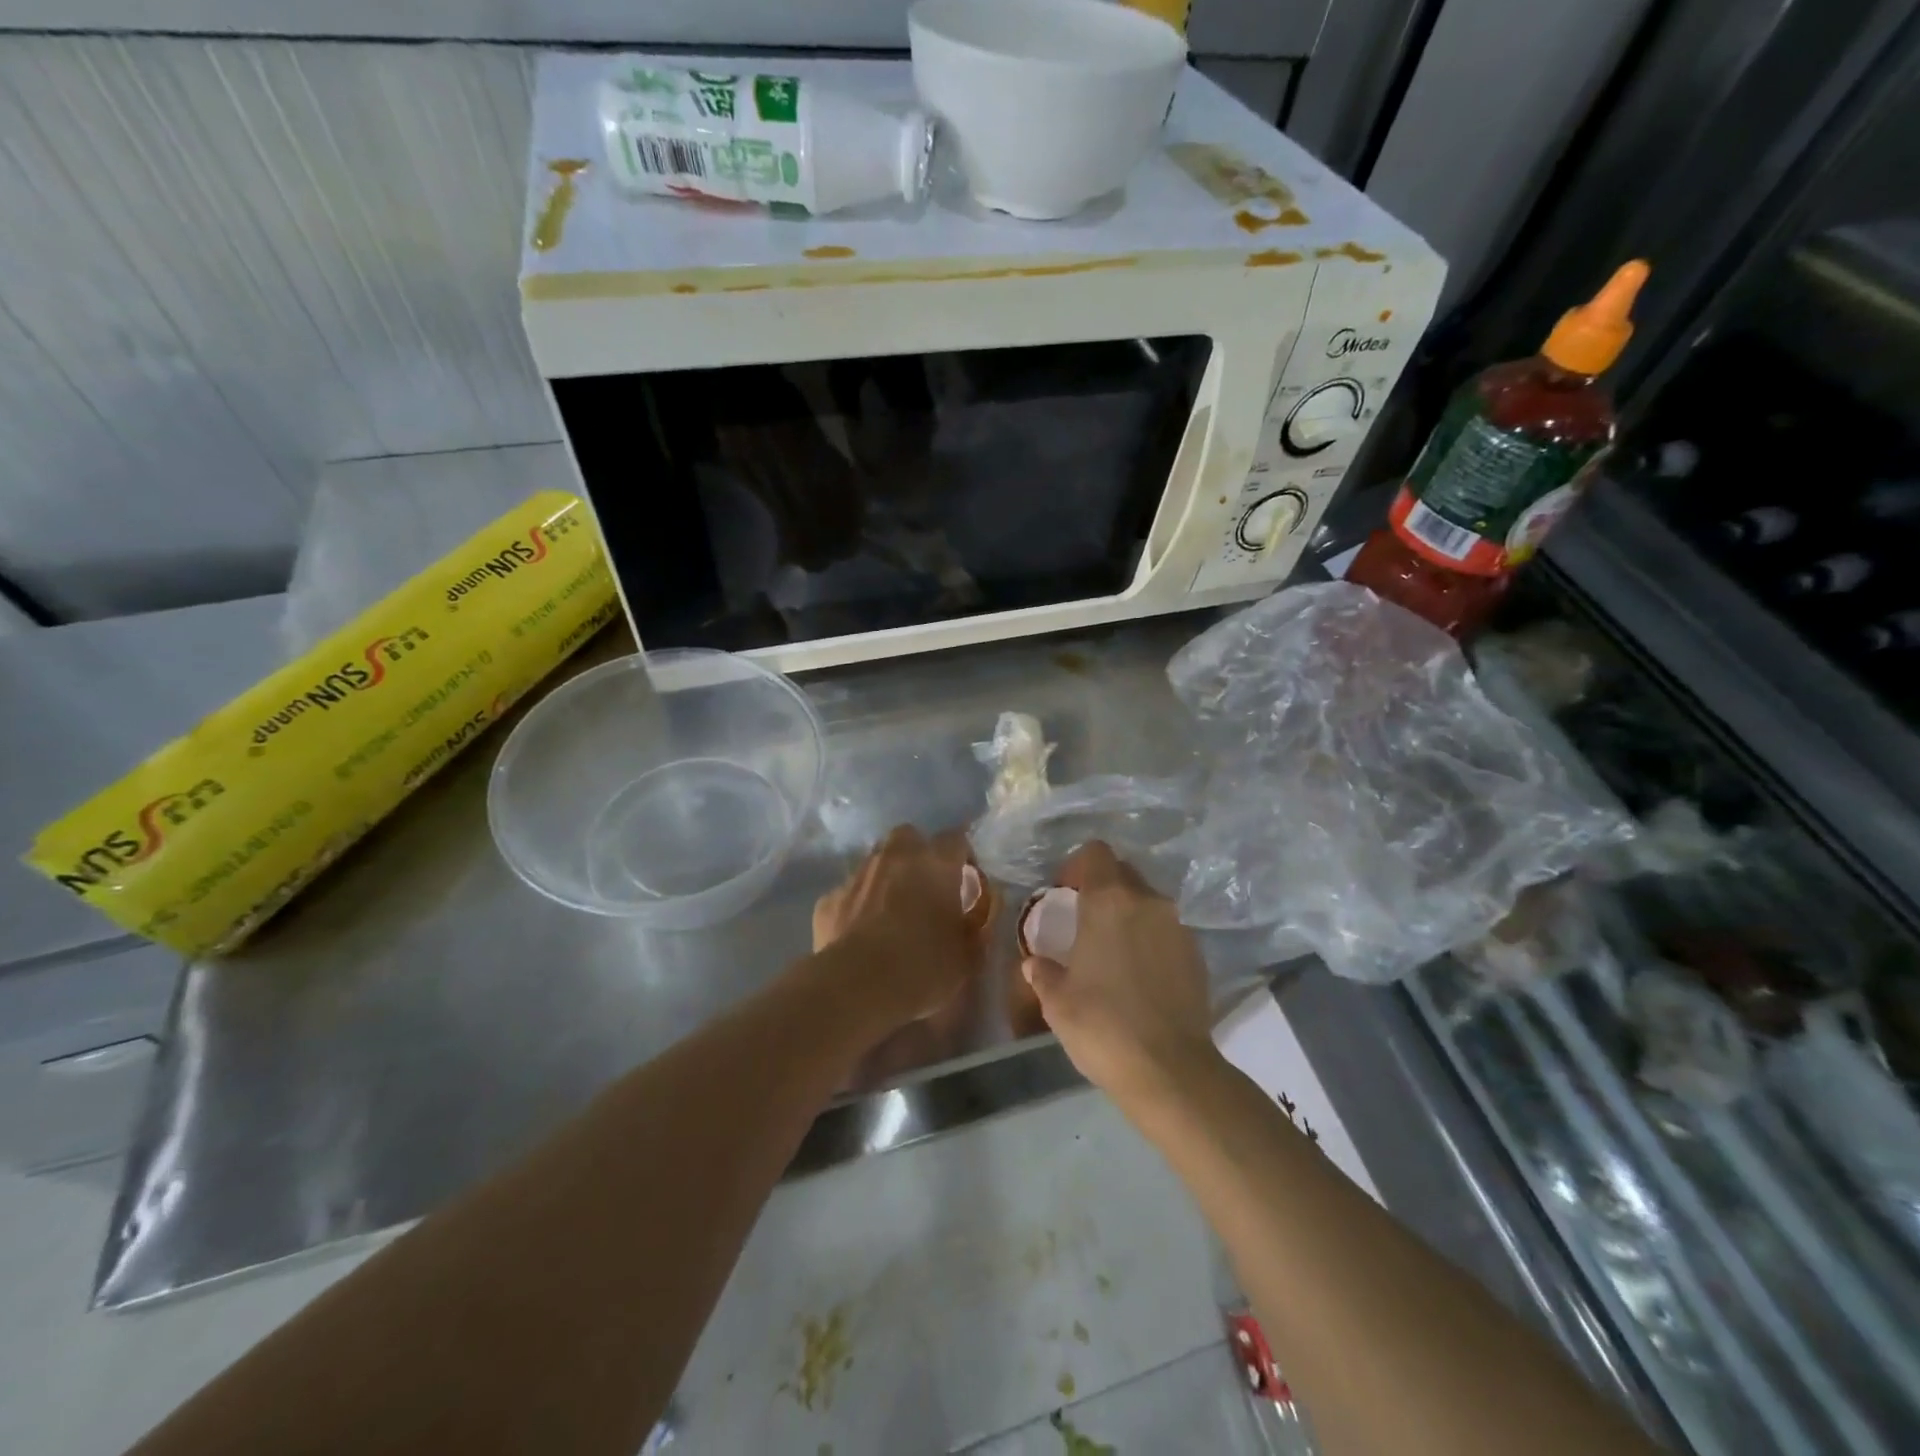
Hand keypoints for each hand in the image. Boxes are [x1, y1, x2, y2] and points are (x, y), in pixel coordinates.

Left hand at [811, 825, 984, 1036]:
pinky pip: (849, 893)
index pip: (956, 839)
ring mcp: (857, 875)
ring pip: (875, 861)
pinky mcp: (829, 899)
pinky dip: (857, 906)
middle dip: (917, 854)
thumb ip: (976, 927)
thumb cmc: (924, 967)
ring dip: (886, 877)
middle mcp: (895, 857)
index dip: (962, 856)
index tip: (966, 880)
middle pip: (908, 836)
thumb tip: (978, 915)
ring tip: (891, 911)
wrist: (857, 986)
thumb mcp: (967, 956)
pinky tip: (860, 934)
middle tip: (925, 887)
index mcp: (935, 863)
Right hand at [1021, 841, 1220, 1106]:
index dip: (1077, 866)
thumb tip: (1035, 963)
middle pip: (1123, 873)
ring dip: (1129, 915)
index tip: (1065, 892)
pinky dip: (1152, 940)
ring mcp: (1178, 926)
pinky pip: (1167, 930)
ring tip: (1114, 951)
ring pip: (1148, 902)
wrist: (1170, 1069)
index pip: (1095, 853)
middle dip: (1104, 888)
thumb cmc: (1102, 1026)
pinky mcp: (1198, 953)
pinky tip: (1141, 975)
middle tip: (1086, 922)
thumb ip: (1044, 973)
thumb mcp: (1057, 1002)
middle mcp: (1147, 901)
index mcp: (1109, 901)